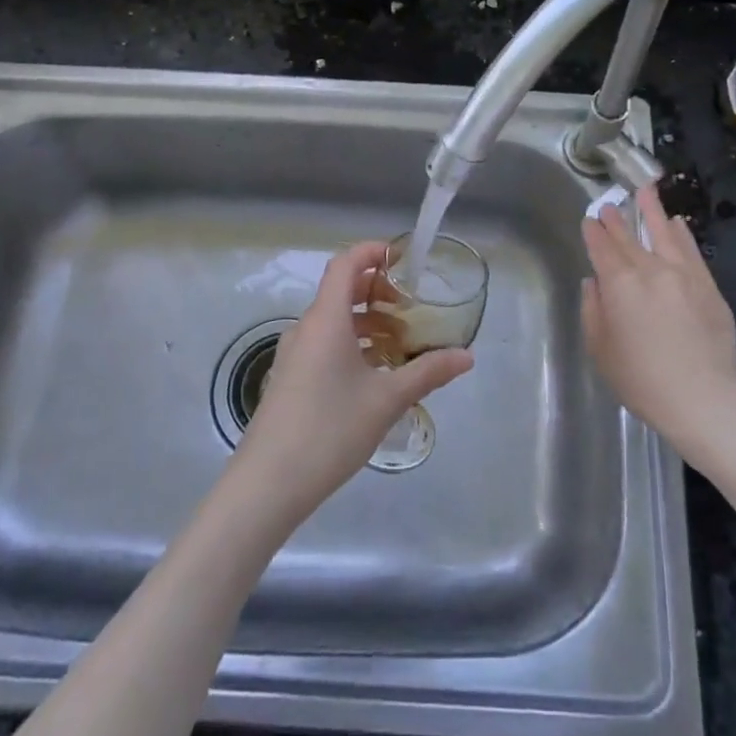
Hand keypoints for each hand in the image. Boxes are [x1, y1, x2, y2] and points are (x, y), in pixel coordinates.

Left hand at [231, 241, 473, 529]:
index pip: (345, 264)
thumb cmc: (330, 429)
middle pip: (341, 291)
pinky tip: (375, 375)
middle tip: (411, 309)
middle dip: (377, 292)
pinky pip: (325, 345)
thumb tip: (467, 356)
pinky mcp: (290, 379)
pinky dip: (352, 345)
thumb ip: (428, 372)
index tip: (402, 257)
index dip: (371, 252)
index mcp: (326, 319)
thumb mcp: (387, 400)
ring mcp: (294, 354)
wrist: (269, 483)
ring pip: (334, 322)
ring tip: (401, 345)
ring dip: (367, 323)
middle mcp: (306, 328)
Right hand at [581, 184, 735, 454]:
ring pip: (664, 233)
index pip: (602, 248)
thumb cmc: (641, 380)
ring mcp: (683, 275)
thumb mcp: (601, 349)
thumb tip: (594, 283)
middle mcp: (650, 270)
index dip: (593, 232)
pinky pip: (692, 251)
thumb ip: (593, 310)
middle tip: (609, 204)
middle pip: (629, 238)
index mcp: (619, 284)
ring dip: (652, 211)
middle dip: (616, 220)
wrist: (703, 399)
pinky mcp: (708, 287)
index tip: (589, 219)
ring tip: (645, 190)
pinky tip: (678, 223)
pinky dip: (682, 234)